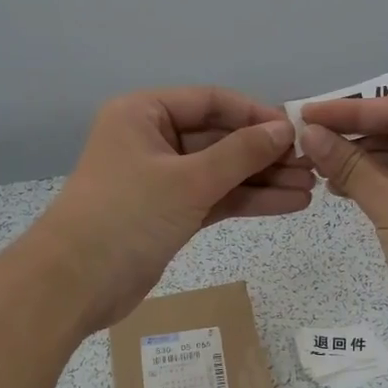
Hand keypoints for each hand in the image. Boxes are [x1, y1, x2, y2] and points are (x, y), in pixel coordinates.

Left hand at [26, 87, 311, 331]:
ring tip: (311, 186)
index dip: (255, 113)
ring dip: (263, 179)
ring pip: (221, 171)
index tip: (296, 129)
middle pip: (220, 137)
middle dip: (265, 152)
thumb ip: (240, 152)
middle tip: (313, 163)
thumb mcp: (188, 180)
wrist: (74, 286)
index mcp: (144, 114)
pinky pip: (215, 198)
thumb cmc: (126, 215)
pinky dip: (248, 201)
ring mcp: (162, 179)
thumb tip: (284, 128)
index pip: (211, 101)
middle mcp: (152, 139)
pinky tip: (289, 204)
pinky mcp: (169, 213)